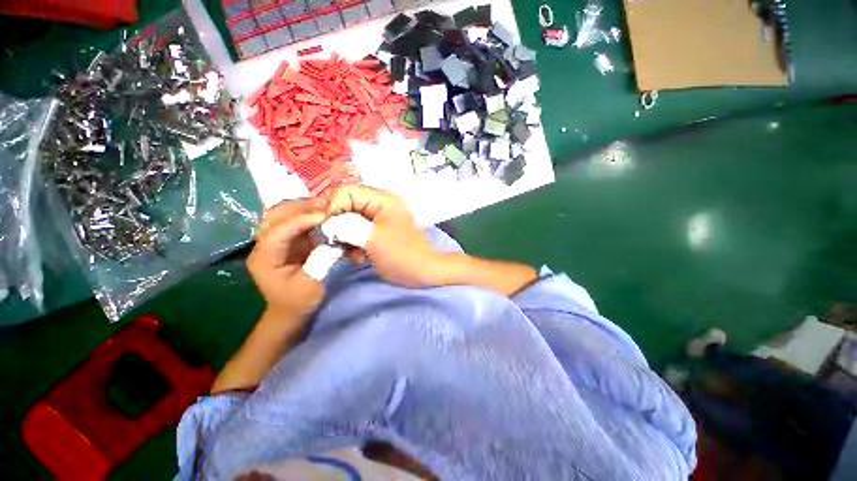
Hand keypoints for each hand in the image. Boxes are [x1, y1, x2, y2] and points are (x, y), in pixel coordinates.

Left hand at [247, 198, 327, 316]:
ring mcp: (273, 240)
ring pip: (281, 213)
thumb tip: (333, 240)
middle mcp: (263, 245)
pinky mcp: (285, 239)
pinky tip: (322, 212)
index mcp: (264, 259)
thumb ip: (321, 261)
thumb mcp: (311, 285)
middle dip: (300, 206)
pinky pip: (293, 219)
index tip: (325, 215)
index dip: (301, 220)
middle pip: (275, 215)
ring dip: (303, 206)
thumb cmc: (299, 301)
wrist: (289, 309)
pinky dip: (307, 212)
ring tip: (326, 205)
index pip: (278, 231)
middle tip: (327, 204)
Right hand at [328, 185, 444, 287]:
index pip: (346, 191)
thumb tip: (328, 223)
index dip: (333, 207)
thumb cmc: (401, 254)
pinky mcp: (378, 233)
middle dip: (338, 225)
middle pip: (346, 206)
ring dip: (345, 238)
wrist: (424, 272)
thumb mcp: (372, 239)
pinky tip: (358, 257)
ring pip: (350, 221)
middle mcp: (379, 204)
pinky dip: (353, 244)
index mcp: (381, 199)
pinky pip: (358, 232)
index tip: (329, 229)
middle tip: (337, 244)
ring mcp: (379, 219)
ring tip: (351, 254)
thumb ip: (346, 226)